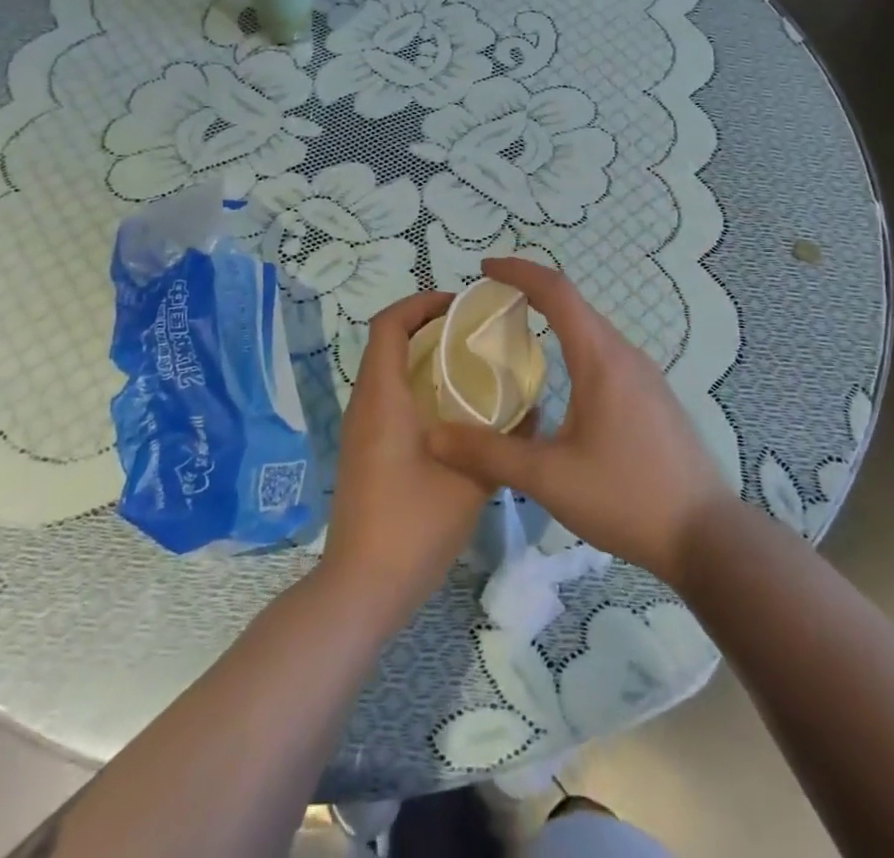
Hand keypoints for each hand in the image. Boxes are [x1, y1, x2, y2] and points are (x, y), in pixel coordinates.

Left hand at [319, 290, 493, 635]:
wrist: (361, 589)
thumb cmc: (413, 526)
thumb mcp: (471, 481)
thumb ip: (503, 442)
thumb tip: (533, 410)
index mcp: (383, 398)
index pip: (388, 324)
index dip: (420, 303)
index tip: (460, 305)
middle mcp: (364, 404)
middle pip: (387, 342)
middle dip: (427, 326)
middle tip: (473, 332)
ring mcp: (360, 430)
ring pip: (386, 370)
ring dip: (422, 356)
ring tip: (469, 364)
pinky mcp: (364, 451)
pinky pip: (387, 397)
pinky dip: (416, 385)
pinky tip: (452, 411)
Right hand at [424, 258, 731, 589]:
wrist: (707, 536)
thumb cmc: (626, 498)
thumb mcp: (549, 479)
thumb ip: (490, 453)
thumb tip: (434, 436)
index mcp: (600, 358)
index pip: (556, 291)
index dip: (518, 272)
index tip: (484, 268)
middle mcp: (625, 354)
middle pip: (574, 305)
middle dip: (531, 293)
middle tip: (490, 305)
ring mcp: (646, 375)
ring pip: (593, 330)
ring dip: (555, 320)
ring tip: (518, 336)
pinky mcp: (654, 397)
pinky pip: (607, 353)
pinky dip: (575, 345)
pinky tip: (562, 380)